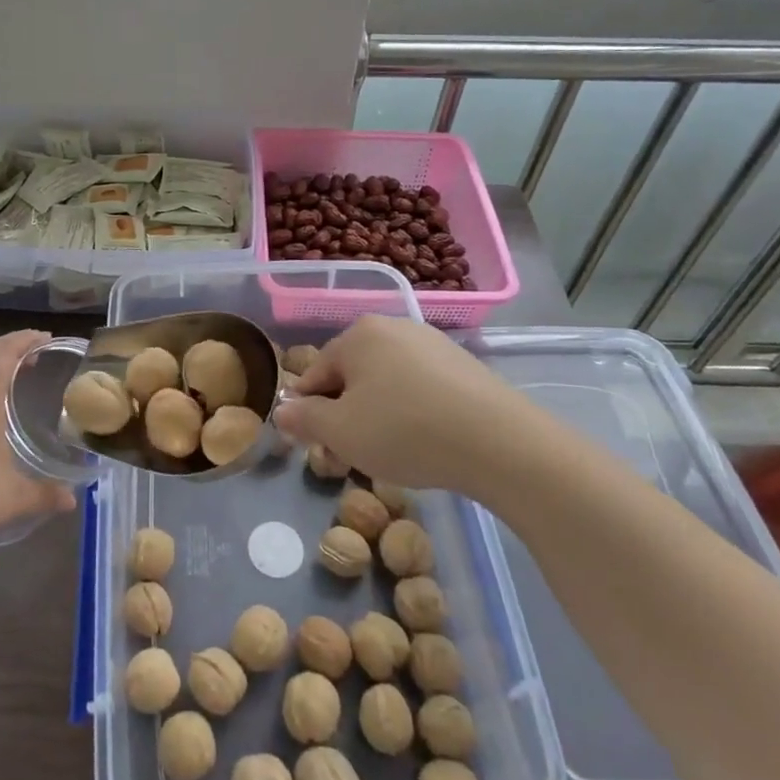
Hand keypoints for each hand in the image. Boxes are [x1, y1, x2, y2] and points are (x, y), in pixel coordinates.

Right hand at [275, 316, 539, 493]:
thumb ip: (304, 419)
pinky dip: (414, 411)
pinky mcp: (464, 364)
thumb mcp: (340, 432)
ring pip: (388, 381)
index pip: (316, 374)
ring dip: (380, 413)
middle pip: (353, 374)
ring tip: (395, 451)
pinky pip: (421, 387)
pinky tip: (428, 440)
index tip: (321, 446)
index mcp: (357, 335)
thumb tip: (281, 410)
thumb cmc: (404, 431)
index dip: (312, 413)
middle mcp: (393, 327)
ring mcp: (432, 342)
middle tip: (356, 453)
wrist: (498, 442)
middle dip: (347, 413)